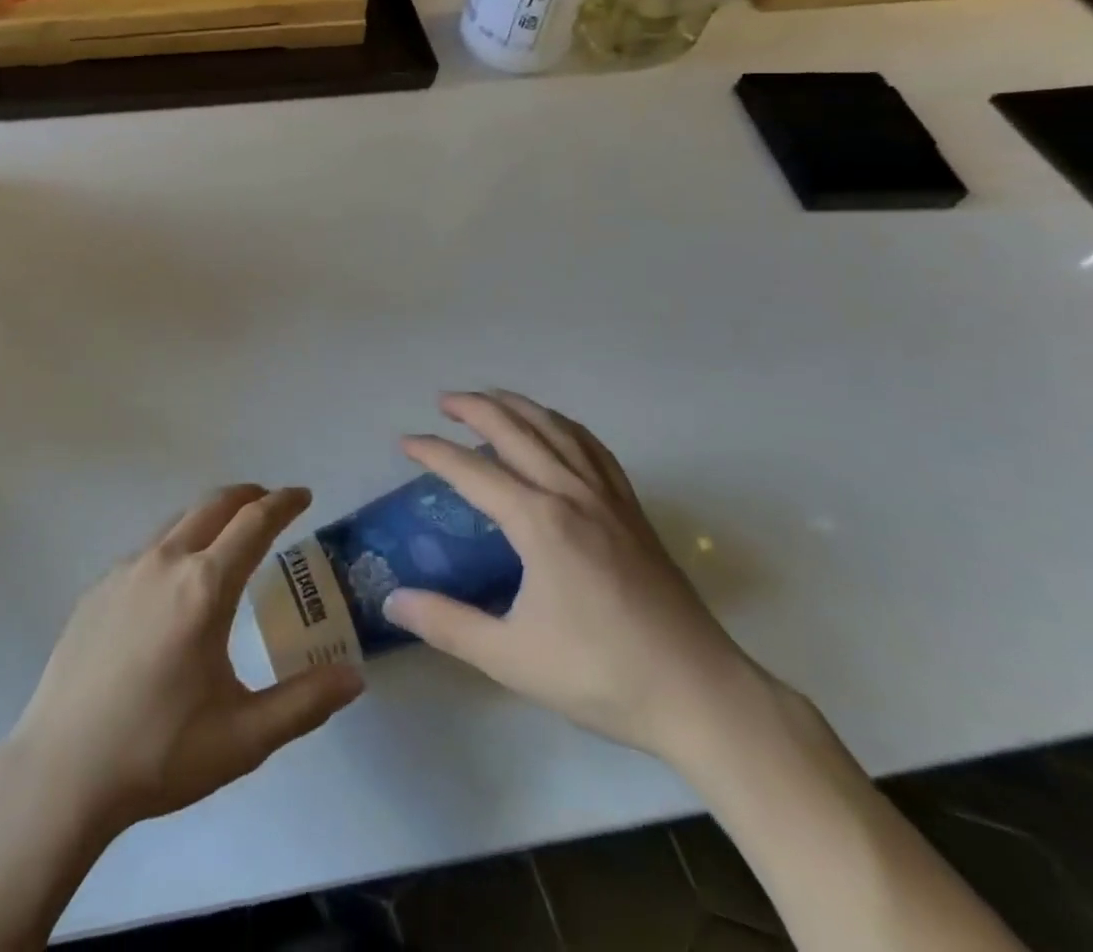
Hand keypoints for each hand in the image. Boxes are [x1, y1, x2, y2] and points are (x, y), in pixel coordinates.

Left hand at [8, 485, 364, 832]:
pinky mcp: (97, 589)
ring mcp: (124, 571)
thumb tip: (355, 677)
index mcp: (204, 587)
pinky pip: (148, 550)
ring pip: (177, 522)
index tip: (303, 496)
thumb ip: (305, 703)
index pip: (254, 523)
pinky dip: (176, 543)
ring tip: (229, 535)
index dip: (283, 503)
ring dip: (211, 516)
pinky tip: (175, 582)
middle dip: (249, 496)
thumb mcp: (244, 738)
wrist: (60, 771)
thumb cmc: (159, 752)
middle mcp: (165, 562)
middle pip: (214, 505)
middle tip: (271, 503)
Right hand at [383, 392, 765, 766]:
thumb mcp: (511, 657)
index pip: (473, 472)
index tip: (405, 442)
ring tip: (491, 398)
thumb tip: (392, 600)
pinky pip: (594, 448)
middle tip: (443, 401)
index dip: (434, 452)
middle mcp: (571, 494)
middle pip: (516, 431)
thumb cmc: (601, 675)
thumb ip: (447, 624)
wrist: (700, 695)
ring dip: (519, 406)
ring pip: (557, 429)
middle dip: (475, 408)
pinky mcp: (633, 510)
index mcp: (539, 522)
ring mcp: (608, 497)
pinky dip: (565, 426)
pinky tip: (556, 429)